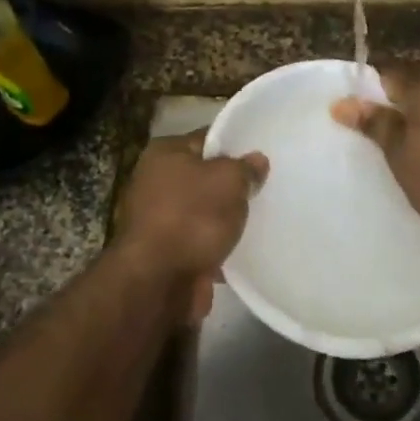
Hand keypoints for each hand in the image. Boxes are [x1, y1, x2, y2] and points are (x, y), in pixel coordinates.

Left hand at [112, 130, 266, 319]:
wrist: (158, 281)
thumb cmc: (192, 218)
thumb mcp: (229, 181)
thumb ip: (245, 168)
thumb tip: (256, 160)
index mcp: (164, 154)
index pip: (206, 139)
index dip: (236, 146)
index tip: (262, 156)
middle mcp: (154, 182)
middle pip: (204, 176)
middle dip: (232, 186)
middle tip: (265, 189)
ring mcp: (158, 219)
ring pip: (203, 211)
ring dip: (226, 219)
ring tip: (260, 220)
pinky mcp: (166, 252)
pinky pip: (200, 241)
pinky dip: (217, 246)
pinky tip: (243, 250)